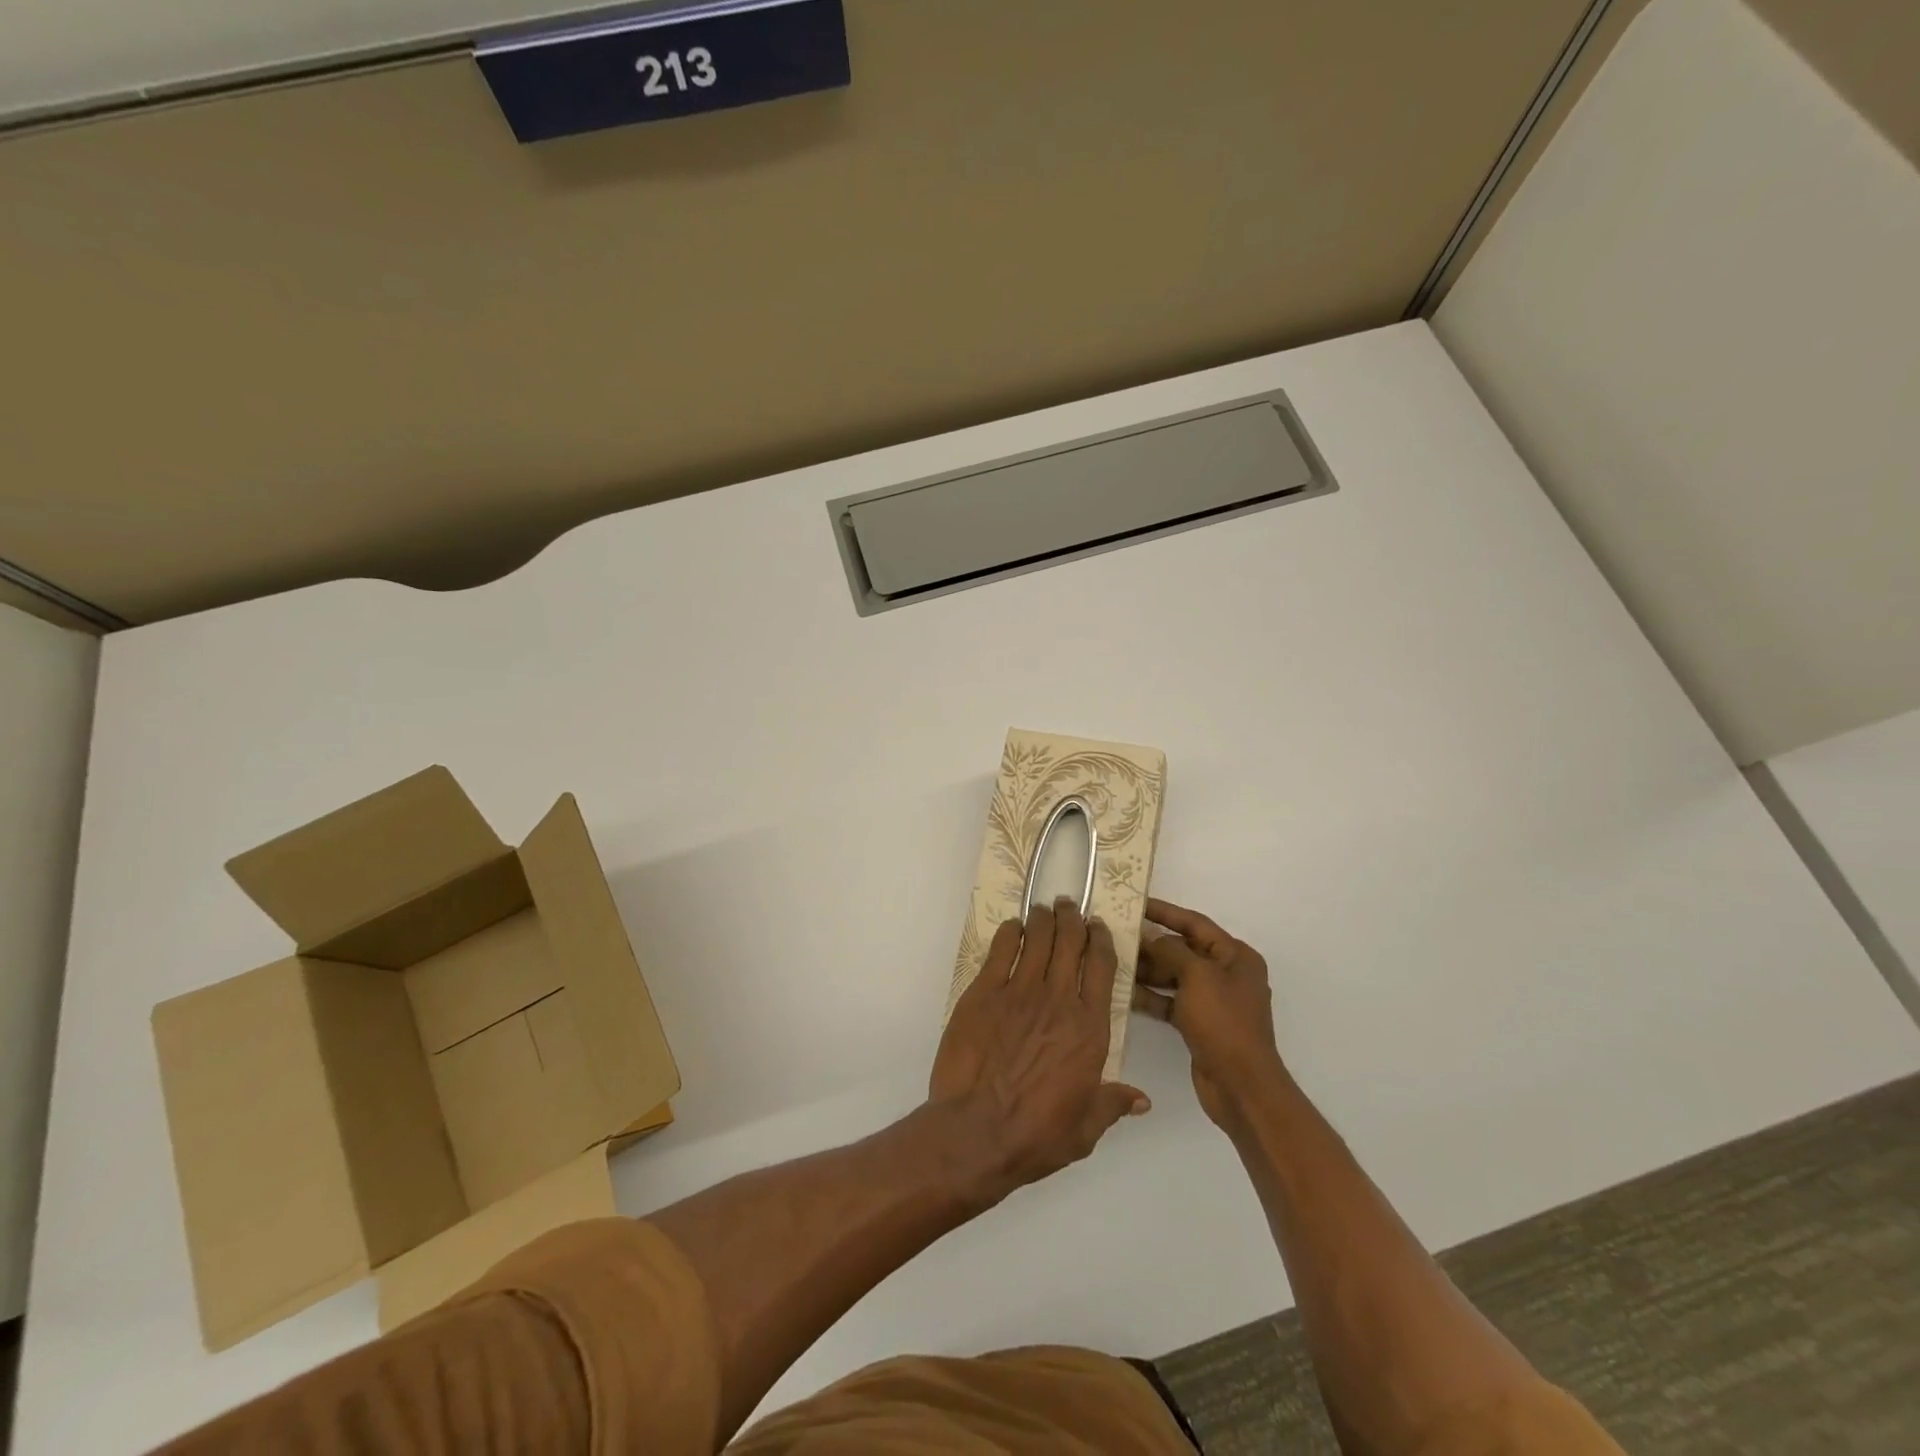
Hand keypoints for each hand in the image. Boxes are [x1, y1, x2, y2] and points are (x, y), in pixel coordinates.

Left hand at [930, 899, 1150, 1205]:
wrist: (976, 1131)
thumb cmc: (1036, 1135)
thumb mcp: (1085, 1129)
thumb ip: (1112, 1104)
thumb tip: (1141, 1099)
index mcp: (1089, 1029)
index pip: (1102, 967)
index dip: (1101, 940)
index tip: (1098, 927)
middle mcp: (1059, 1000)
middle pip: (1070, 943)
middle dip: (1072, 919)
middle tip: (1068, 907)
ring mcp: (1019, 992)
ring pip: (1038, 939)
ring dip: (1043, 919)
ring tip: (1044, 909)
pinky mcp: (984, 992)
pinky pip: (1001, 950)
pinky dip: (1010, 933)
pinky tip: (1012, 928)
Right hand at [1133, 897, 1285, 1126]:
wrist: (1240, 1085)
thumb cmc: (1223, 1022)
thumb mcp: (1197, 976)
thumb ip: (1171, 950)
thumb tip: (1150, 937)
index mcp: (1235, 956)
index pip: (1195, 923)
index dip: (1165, 912)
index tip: (1135, 903)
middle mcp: (1226, 974)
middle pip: (1183, 949)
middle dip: (1151, 944)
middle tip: (1116, 936)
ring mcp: (1213, 1000)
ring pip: (1174, 975)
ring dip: (1147, 970)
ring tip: (1114, 962)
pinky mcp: (1200, 1023)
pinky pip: (1171, 1000)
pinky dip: (1151, 996)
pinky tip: (1124, 993)